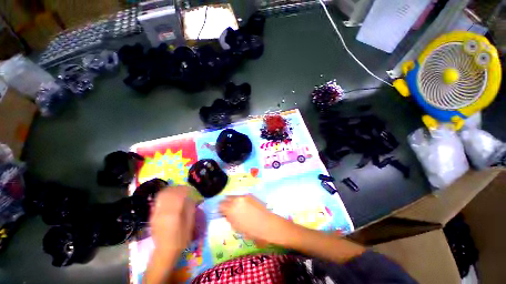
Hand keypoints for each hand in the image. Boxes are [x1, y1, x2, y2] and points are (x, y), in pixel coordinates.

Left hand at [150, 186, 195, 254]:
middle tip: (184, 189)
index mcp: (173, 212)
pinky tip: (170, 199)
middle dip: (177, 188)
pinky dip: (165, 196)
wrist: (165, 251)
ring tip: (178, 192)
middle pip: (168, 192)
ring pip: (162, 195)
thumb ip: (190, 208)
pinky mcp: (152, 215)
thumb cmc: (181, 238)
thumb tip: (191, 197)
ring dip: (171, 190)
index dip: (185, 189)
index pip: (178, 194)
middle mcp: (162, 210)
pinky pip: (158, 200)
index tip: (191, 190)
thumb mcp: (190, 223)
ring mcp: (156, 212)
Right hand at [219, 195, 283, 244]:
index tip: (222, 212)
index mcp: (231, 210)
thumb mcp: (237, 227)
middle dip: (226, 203)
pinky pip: (240, 196)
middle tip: (228, 209)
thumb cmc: (251, 230)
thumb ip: (230, 219)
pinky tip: (243, 206)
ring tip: (236, 207)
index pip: (220, 205)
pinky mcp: (249, 195)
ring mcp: (243, 196)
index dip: (220, 209)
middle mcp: (236, 200)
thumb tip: (226, 214)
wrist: (266, 224)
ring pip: (233, 196)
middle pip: (226, 198)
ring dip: (232, 201)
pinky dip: (239, 200)